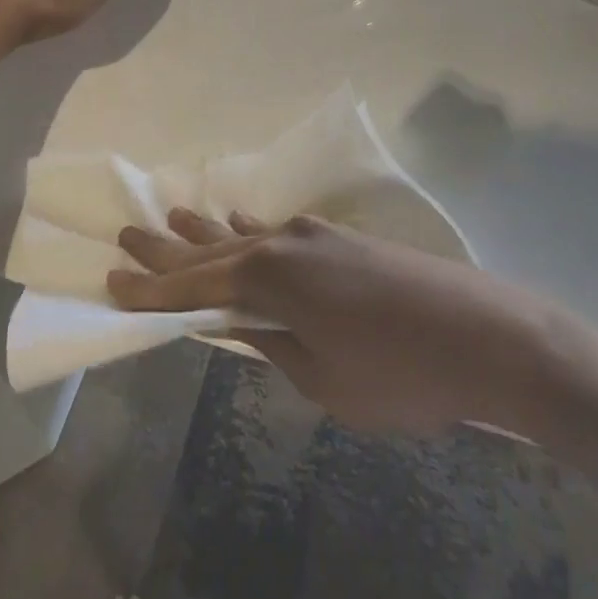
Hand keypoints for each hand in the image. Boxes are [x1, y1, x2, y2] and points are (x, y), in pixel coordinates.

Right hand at [107, 210, 555, 436]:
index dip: (150, 292)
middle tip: (125, 236)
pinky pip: (280, 230)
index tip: (109, 283)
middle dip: (167, 251)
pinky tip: (240, 219)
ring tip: (169, 218)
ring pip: (245, 233)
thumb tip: (243, 324)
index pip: (193, 287)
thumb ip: (273, 345)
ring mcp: (316, 235)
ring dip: (206, 232)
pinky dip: (252, 229)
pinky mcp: (344, 239)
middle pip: (212, 249)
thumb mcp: (323, 380)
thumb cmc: (400, 374)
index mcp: (270, 278)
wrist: (487, 336)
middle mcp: (284, 243)